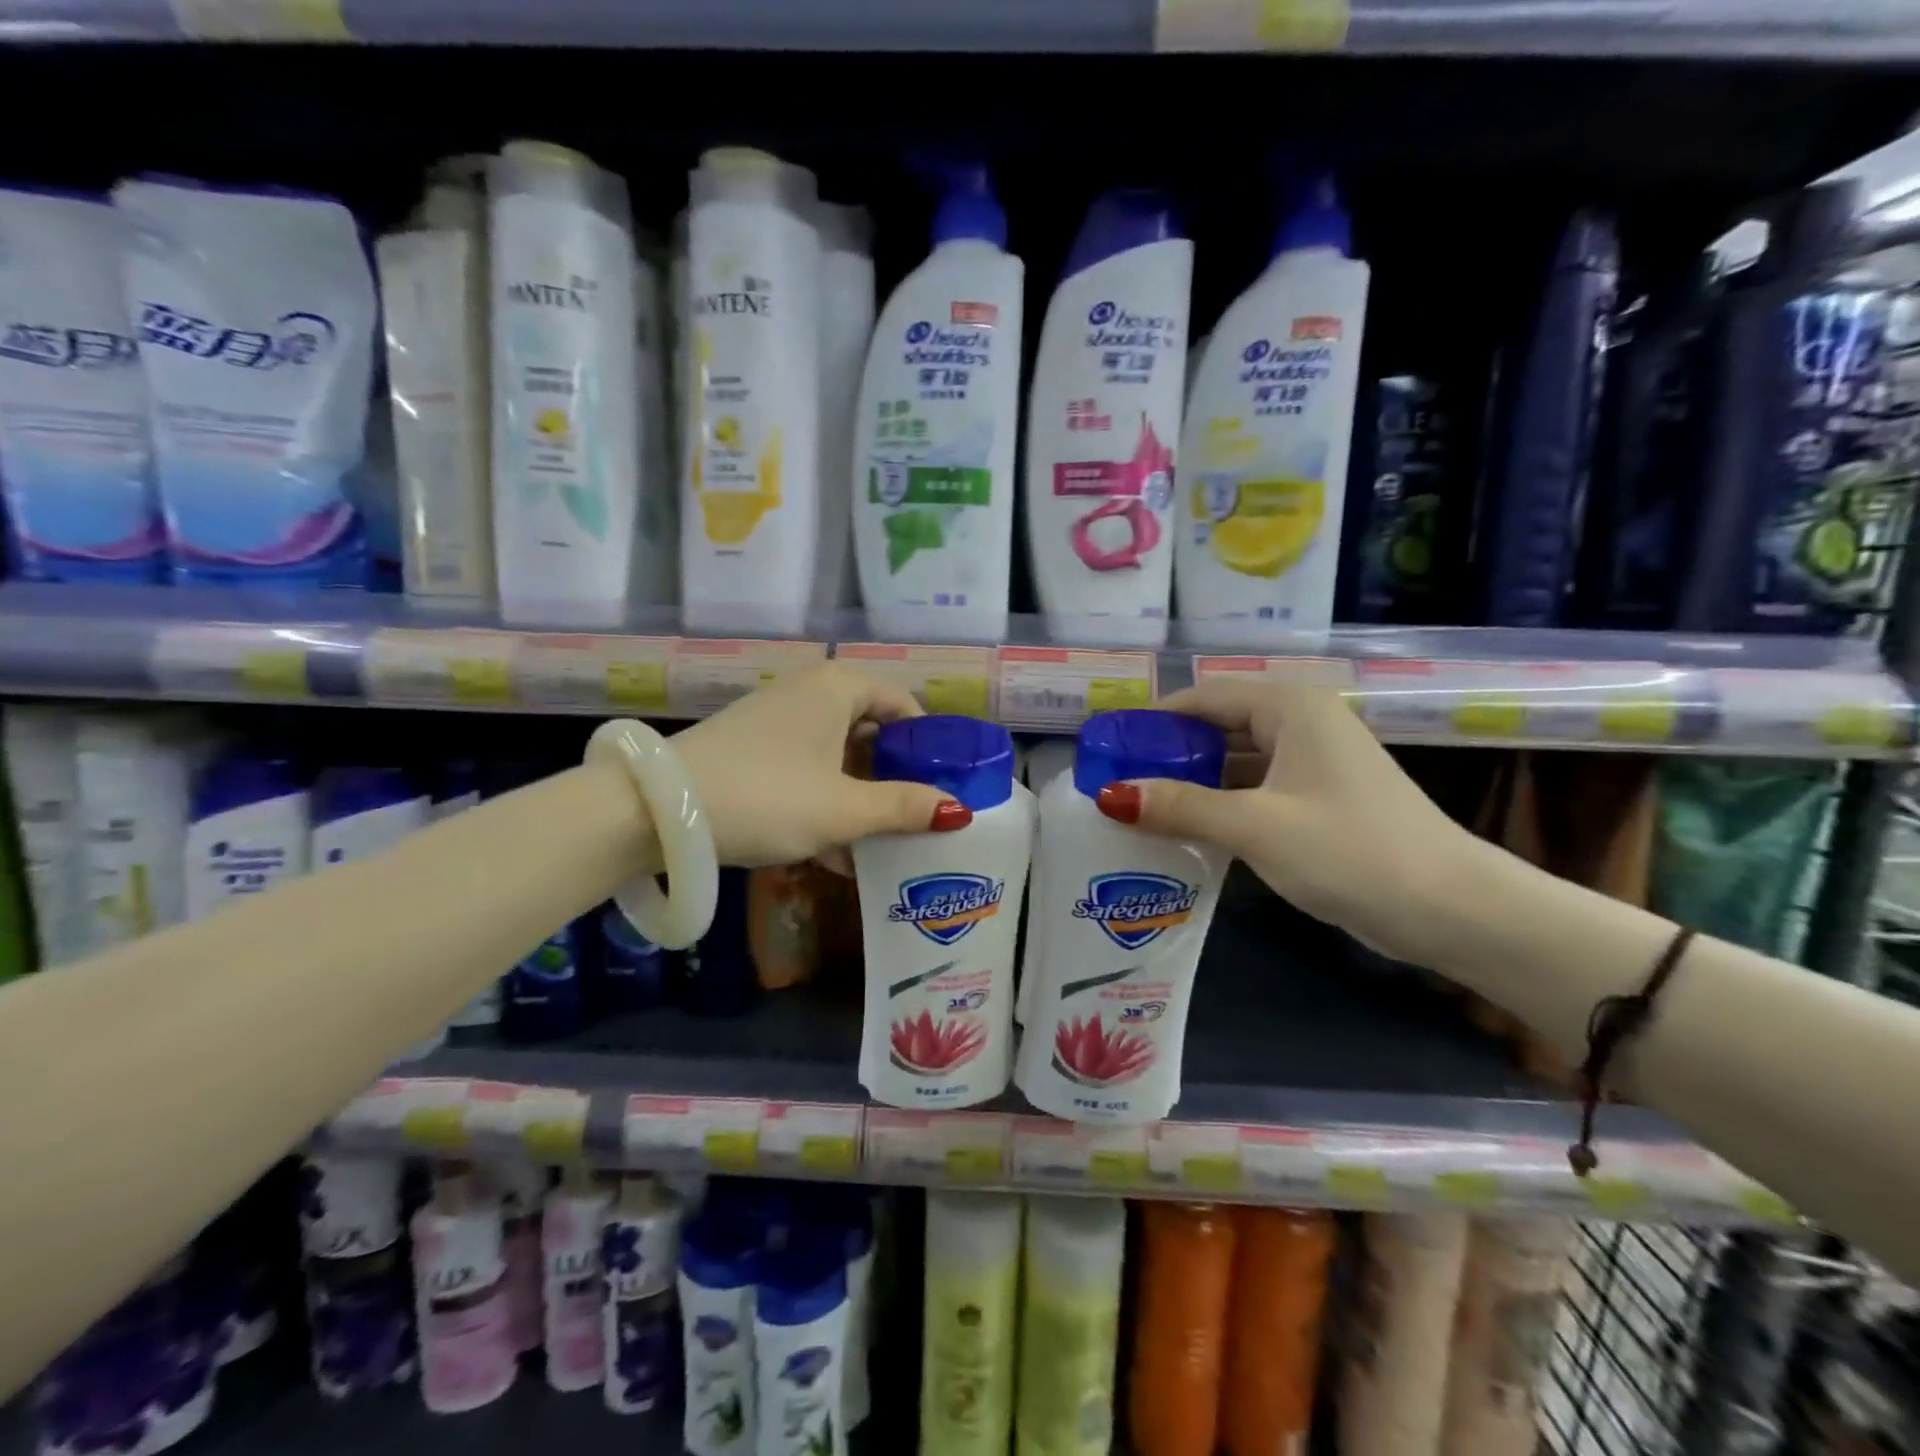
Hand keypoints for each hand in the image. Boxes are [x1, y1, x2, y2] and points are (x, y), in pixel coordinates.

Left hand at [670, 663, 970, 867]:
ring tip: (878, 845)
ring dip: (860, 797)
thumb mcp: (843, 809)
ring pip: (837, 754)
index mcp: (838, 688)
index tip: (941, 784)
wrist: (656, 809)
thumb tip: (959, 812)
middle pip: (871, 729)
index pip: (902, 702)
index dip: (927, 743)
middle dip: (893, 777)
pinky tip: (833, 852)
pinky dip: (825, 799)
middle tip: (914, 818)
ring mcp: (776, 718)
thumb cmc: (766, 797)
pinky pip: (806, 767)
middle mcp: (809, 692)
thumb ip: (904, 808)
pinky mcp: (751, 747)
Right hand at [1094, 680, 1478, 962]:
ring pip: (1234, 762)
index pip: (1202, 697)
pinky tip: (1186, 830)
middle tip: (1116, 784)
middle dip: (1168, 755)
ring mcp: (1311, 763)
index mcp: (1289, 707)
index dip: (1152, 720)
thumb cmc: (1350, 850)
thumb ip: (1180, 806)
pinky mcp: (1317, 800)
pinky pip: (1253, 790)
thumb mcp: (1255, 826)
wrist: (1450, 909)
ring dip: (1191, 783)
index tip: (1108, 749)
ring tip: (1139, 809)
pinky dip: (1219, 805)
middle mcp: (1300, 723)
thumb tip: (1110, 796)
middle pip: (1216, 727)